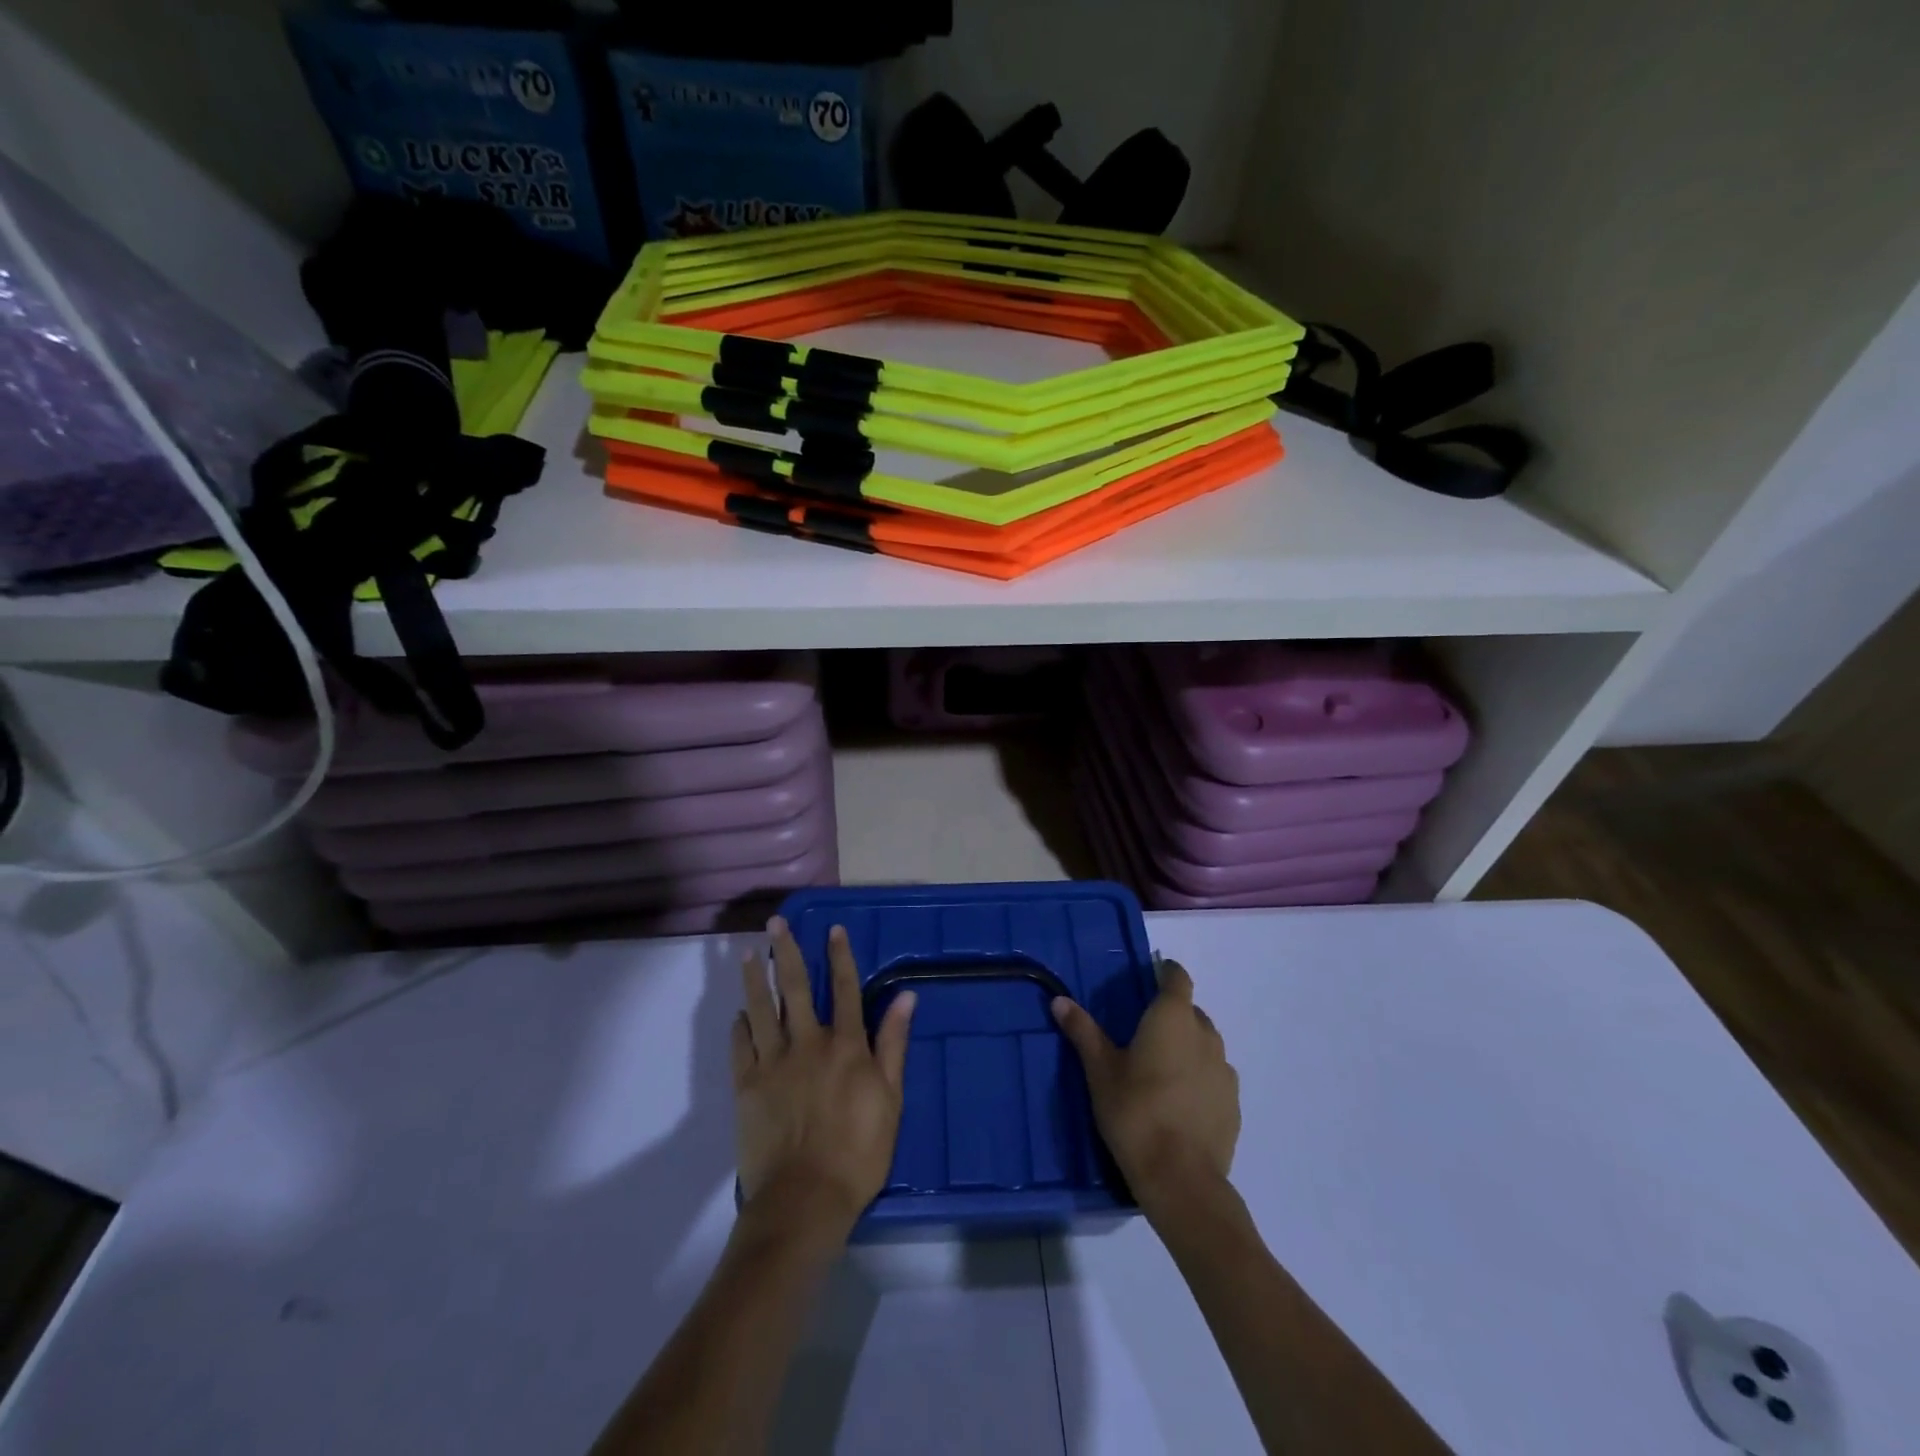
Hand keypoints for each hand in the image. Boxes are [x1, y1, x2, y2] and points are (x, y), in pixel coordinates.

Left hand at [732, 919, 916, 1242]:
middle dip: (785, 951)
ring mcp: (773, 1062)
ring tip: (746, 954)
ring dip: (753, 978)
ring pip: (761, 1009)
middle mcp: (808, 1042)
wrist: (805, 1200)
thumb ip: (893, 1044)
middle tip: (775, 923)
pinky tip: (738, 1013)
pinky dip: (739, 1026)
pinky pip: (741, 1046)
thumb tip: (906, 997)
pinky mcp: (747, 1086)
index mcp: (846, 1045)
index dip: (840, 956)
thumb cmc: (859, 1152)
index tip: (833, 928)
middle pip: (795, 987)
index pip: (844, 988)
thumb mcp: (891, 1099)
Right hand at [1051, 958, 1239, 1208]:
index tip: (1150, 977)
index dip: (1165, 973)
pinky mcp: (1233, 1104)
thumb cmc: (1135, 1113)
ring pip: (1205, 1045)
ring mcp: (1224, 1071)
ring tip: (1160, 1069)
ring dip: (1187, 1047)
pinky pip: (1214, 1077)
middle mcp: (1205, 1035)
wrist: (1181, 1180)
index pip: (1177, 978)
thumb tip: (1060, 1000)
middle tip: (1143, 1032)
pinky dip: (1199, 1078)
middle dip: (1171, 1015)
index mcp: (1173, 1018)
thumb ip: (1083, 1032)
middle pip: (1191, 1012)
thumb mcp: (1101, 1071)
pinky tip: (1179, 1102)